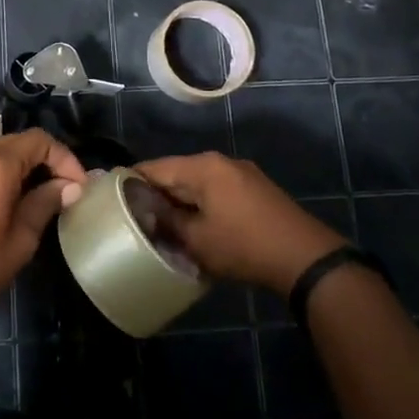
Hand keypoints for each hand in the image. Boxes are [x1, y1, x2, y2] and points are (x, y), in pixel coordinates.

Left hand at [0, 131, 86, 335]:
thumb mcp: (19, 242)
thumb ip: (45, 204)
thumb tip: (70, 187)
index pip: (40, 140)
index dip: (65, 159)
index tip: (78, 188)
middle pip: (20, 142)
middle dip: (47, 162)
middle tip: (64, 193)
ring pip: (0, 151)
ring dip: (24, 168)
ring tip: (41, 199)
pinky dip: (2, 173)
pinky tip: (11, 201)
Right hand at [134, 153, 343, 293]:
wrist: (305, 258)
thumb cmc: (243, 246)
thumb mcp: (197, 239)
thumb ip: (167, 221)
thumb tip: (144, 212)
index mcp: (202, 167)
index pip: (154, 167)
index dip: (130, 183)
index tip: (113, 202)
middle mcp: (219, 161)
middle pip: (175, 173)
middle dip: (156, 195)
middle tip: (137, 219)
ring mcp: (240, 173)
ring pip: (196, 183)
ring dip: (180, 202)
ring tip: (163, 226)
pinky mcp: (255, 189)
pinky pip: (216, 190)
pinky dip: (201, 204)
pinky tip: (195, 226)